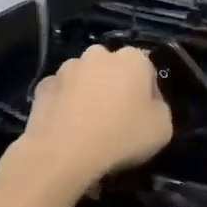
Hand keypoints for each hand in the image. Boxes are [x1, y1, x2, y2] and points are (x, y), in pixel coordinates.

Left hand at [14, 46, 171, 193]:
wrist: (64, 152)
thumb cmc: (122, 136)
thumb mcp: (163, 128)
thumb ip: (160, 109)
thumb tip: (149, 105)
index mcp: (133, 59)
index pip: (147, 72)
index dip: (148, 96)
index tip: (145, 118)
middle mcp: (98, 54)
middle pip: (113, 70)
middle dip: (115, 88)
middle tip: (116, 119)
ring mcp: (66, 68)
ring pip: (84, 79)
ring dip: (88, 94)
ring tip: (88, 126)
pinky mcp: (42, 86)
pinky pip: (61, 94)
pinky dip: (65, 105)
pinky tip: (67, 129)